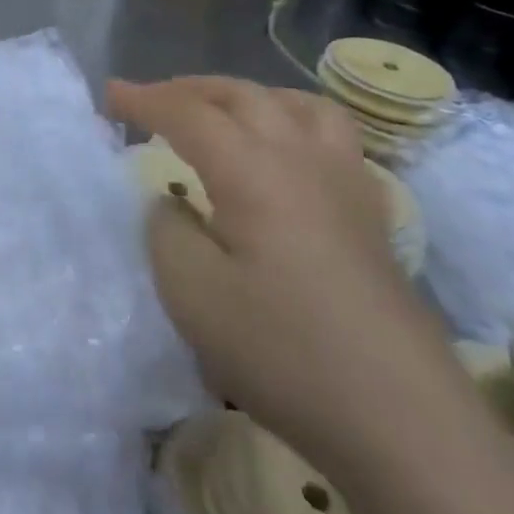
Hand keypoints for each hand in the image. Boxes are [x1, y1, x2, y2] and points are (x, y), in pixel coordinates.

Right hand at [109, 76, 463, 481]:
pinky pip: (331, 136)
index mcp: (254, 172)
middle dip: (189, 89)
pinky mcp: (370, 217)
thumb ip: (166, 231)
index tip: (108, 95)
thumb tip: (171, 202)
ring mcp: (346, 186)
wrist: (405, 424)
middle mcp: (303, 161)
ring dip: (247, 96)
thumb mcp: (192, 294)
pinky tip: (281, 155)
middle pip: (243, 96)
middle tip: (151, 101)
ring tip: (219, 113)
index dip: (144, 100)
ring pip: (297, 105)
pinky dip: (291, 121)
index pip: (189, 114)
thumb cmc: (284, 353)